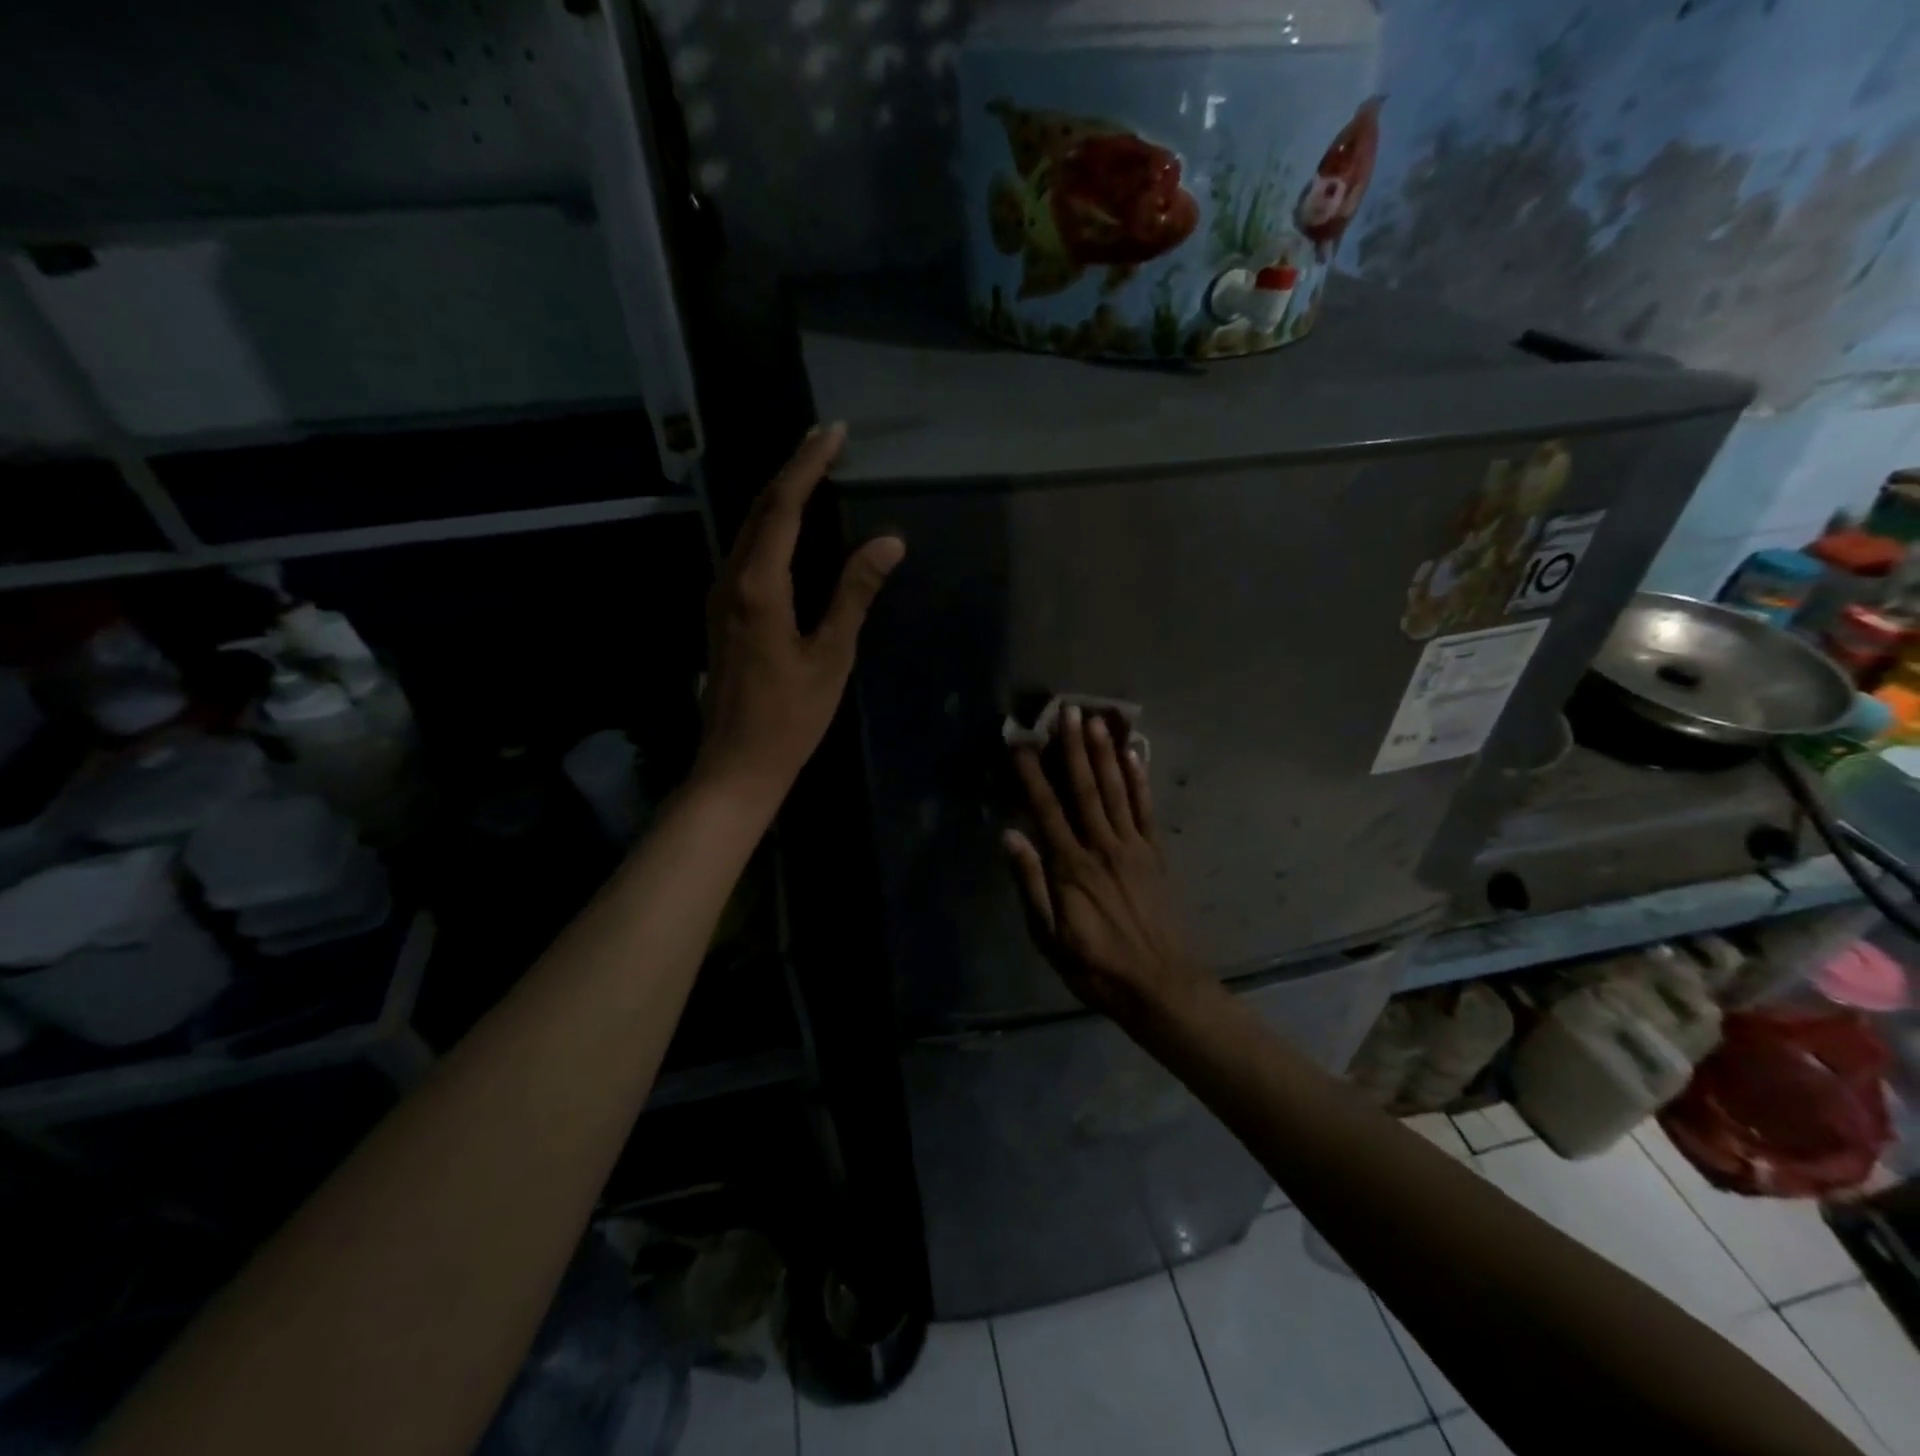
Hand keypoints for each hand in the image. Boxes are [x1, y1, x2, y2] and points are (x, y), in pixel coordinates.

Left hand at [696, 423, 904, 808]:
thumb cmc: (790, 717)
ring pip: (747, 528)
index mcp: (758, 586)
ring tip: (812, 472)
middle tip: (826, 441)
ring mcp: (718, 595)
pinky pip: (744, 551)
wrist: (736, 764)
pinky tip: (788, 526)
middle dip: (792, 469)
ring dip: (778, 495)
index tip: (834, 432)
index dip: (808, 464)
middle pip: (759, 508)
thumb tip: (889, 542)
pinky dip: (769, 526)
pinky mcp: (720, 612)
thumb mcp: (831, 656)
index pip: (783, 506)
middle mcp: (730, 579)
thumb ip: (854, 594)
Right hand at [1004, 705, 1220, 1028]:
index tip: (1020, 741)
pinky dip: (1140, 781)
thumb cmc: (1095, 966)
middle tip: (1066, 710)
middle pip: (1084, 789)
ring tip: (1096, 719)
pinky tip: (1134, 755)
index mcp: (1071, 867)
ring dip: (1104, 753)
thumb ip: (1031, 884)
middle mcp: (1102, 847)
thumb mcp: (1049, 937)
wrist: (1160, 985)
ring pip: (1116, 791)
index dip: (1031, 773)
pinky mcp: (1154, 855)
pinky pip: (1146, 810)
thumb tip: (1010, 836)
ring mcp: (1133, 848)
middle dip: (1073, 747)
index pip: (1046, 809)